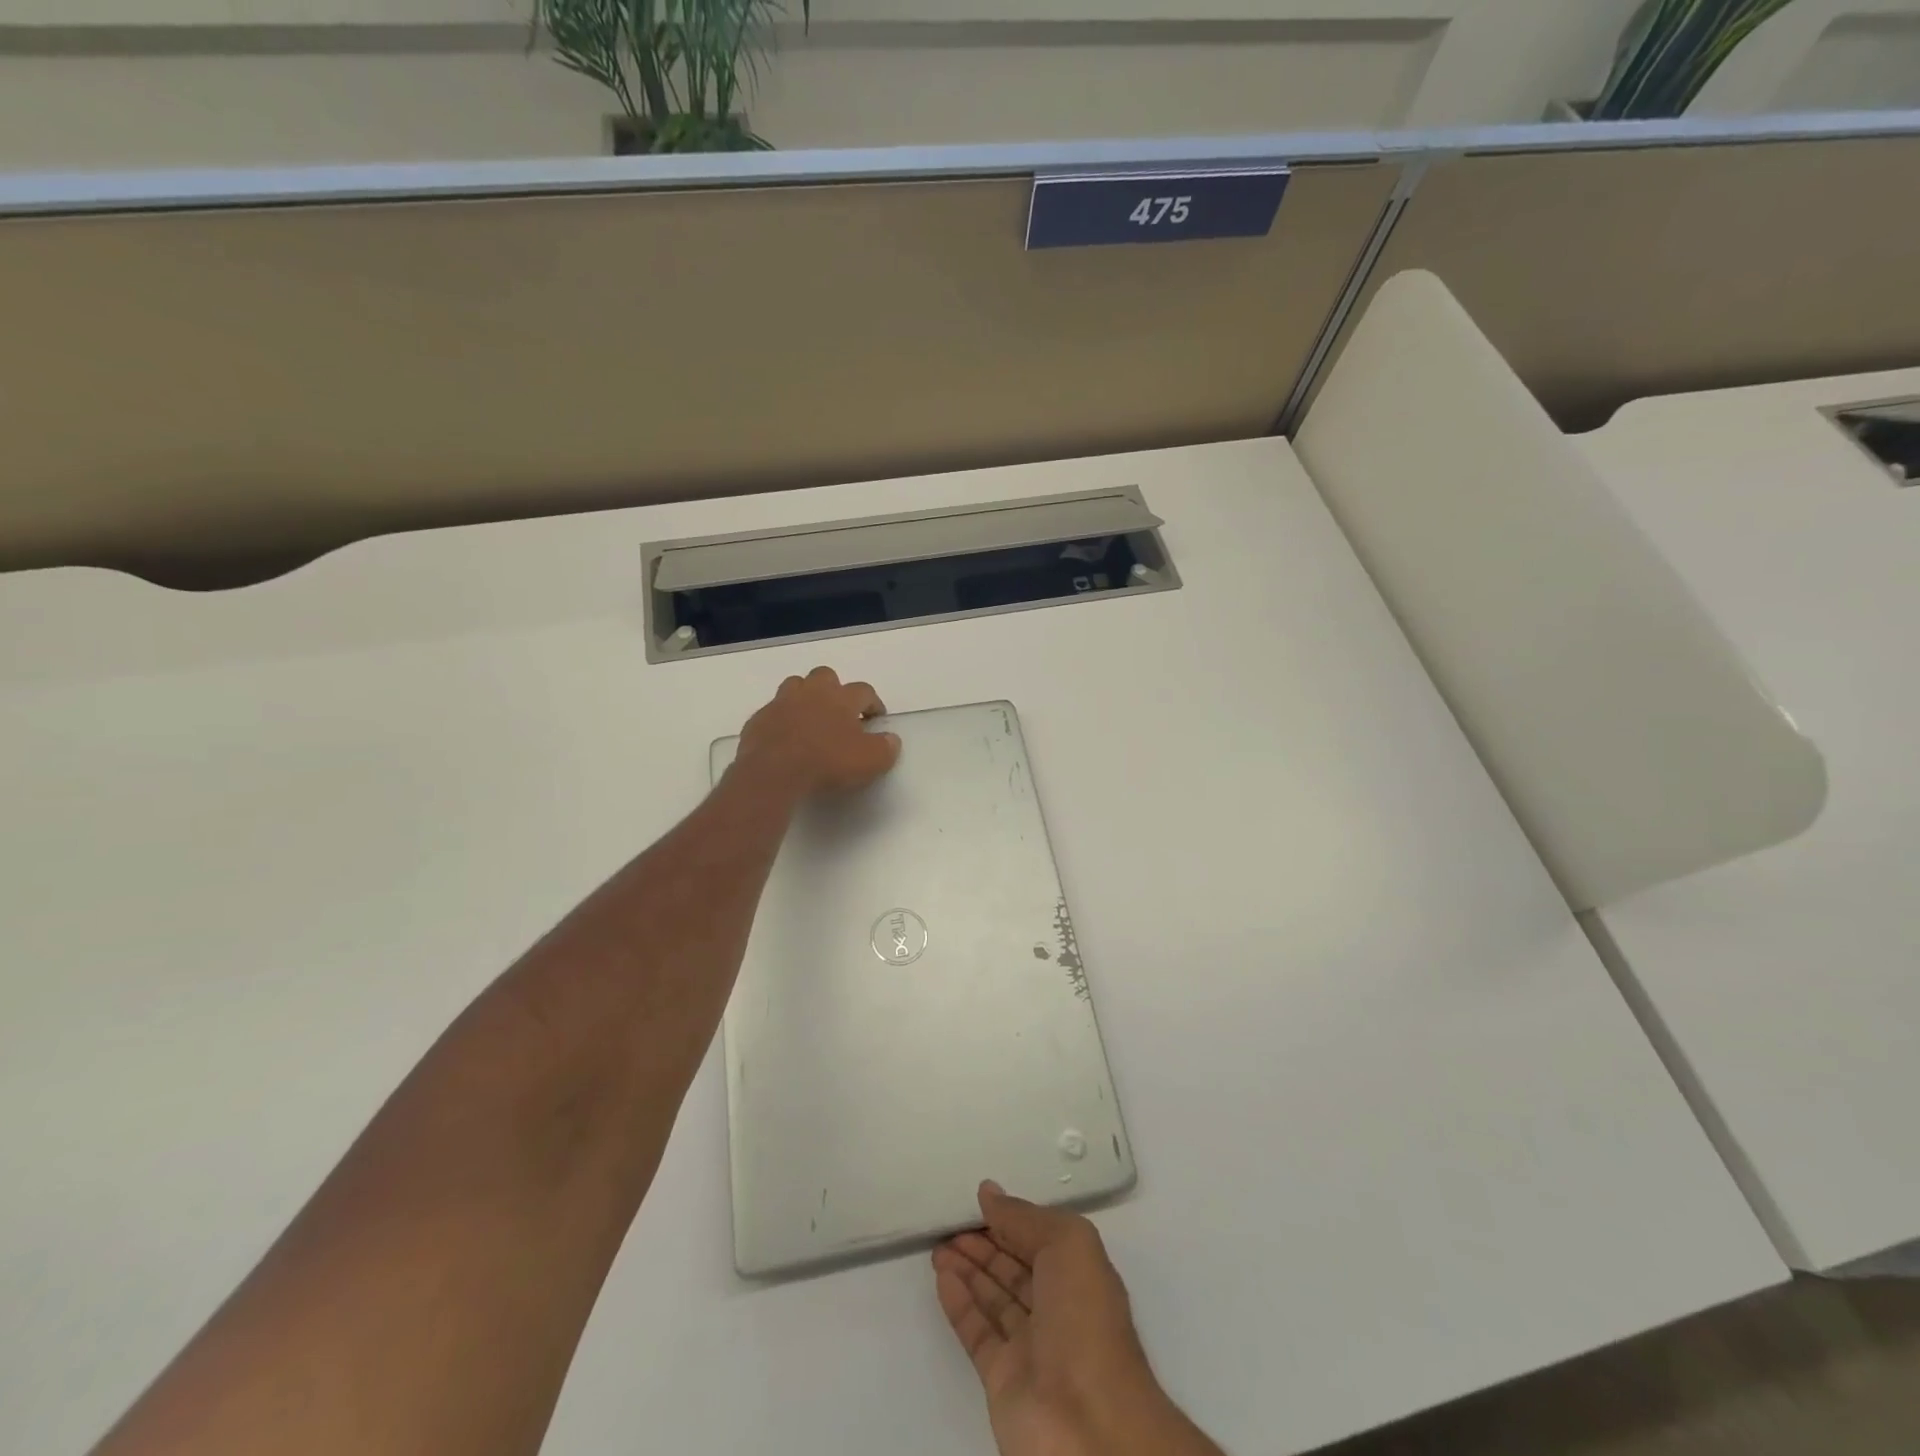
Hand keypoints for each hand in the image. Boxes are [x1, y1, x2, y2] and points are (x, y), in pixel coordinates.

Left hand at [733, 667, 900, 797]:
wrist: (774, 772)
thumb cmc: (827, 762)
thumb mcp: (870, 761)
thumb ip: (886, 748)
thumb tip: (891, 740)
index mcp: (842, 698)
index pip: (864, 691)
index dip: (873, 703)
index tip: (876, 718)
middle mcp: (812, 692)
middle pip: (826, 676)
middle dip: (834, 689)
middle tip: (839, 712)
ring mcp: (781, 703)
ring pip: (795, 686)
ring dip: (805, 697)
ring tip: (810, 719)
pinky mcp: (758, 719)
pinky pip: (773, 712)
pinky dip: (781, 720)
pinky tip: (785, 738)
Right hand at [935, 1183, 1222, 1455]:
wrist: (1088, 1426)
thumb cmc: (1084, 1320)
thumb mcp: (1067, 1244)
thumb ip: (1025, 1217)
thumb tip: (990, 1193)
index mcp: (1081, 1274)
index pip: (1041, 1237)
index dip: (1011, 1218)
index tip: (978, 1199)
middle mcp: (1058, 1307)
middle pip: (1015, 1265)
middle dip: (985, 1241)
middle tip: (950, 1220)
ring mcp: (1031, 1346)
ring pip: (994, 1296)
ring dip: (967, 1268)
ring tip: (938, 1244)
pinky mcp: (1004, 1379)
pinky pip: (978, 1332)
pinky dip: (959, 1304)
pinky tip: (942, 1277)